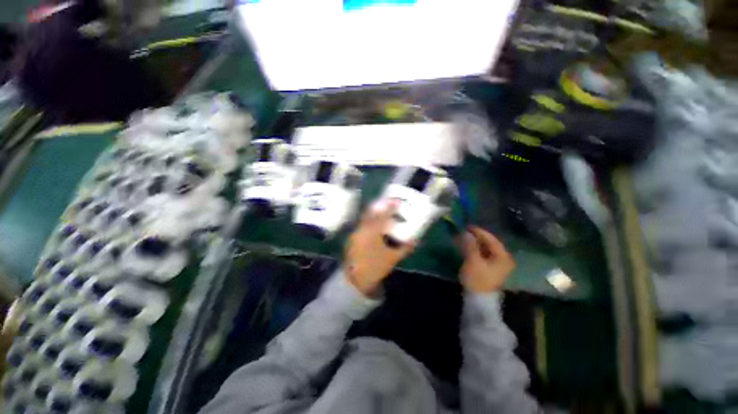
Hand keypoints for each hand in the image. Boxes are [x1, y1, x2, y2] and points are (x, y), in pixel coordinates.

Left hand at [345, 201, 415, 296]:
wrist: (356, 280)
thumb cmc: (375, 268)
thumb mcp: (393, 258)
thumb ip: (405, 248)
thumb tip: (417, 240)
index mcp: (373, 232)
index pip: (383, 215)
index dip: (390, 206)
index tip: (397, 201)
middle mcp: (362, 229)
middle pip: (371, 212)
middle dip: (380, 206)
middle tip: (389, 203)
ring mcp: (355, 233)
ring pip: (365, 218)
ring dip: (374, 213)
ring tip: (383, 212)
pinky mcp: (352, 238)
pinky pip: (362, 224)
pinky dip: (369, 221)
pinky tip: (375, 225)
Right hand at [459, 226, 514, 292]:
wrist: (479, 299)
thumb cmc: (478, 279)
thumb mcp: (473, 260)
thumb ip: (470, 245)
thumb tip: (466, 233)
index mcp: (502, 257)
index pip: (492, 239)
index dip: (479, 232)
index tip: (468, 226)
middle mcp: (503, 259)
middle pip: (490, 244)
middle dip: (476, 237)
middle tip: (464, 232)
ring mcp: (497, 265)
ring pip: (486, 249)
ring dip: (475, 243)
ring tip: (464, 238)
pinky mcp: (490, 269)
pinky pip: (483, 255)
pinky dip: (475, 250)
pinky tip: (467, 247)